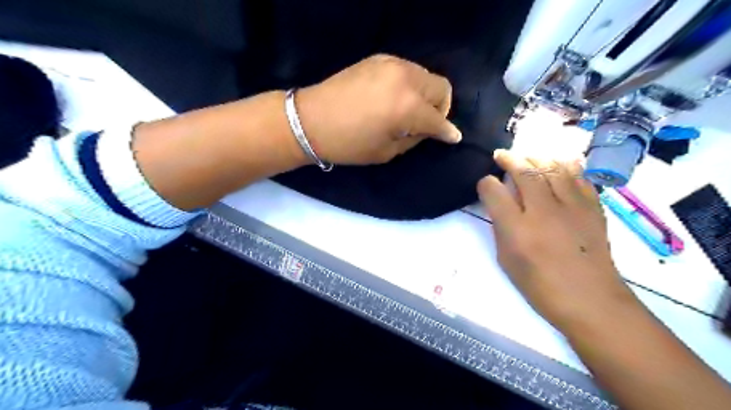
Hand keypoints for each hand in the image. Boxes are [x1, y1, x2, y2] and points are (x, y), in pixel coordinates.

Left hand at [293, 53, 458, 164]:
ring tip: (407, 110)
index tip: (452, 137)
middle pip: (441, 88)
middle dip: (440, 108)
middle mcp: (405, 80)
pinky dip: (409, 84)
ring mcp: (392, 64)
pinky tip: (394, 97)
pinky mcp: (379, 58)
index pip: (439, 119)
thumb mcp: (386, 151)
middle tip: (425, 123)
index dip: (448, 131)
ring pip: (425, 75)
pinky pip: (407, 70)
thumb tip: (431, 130)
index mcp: (407, 108)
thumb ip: (415, 138)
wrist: (311, 120)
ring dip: (425, 94)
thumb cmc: (349, 144)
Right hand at [478, 149, 637, 329]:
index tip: (485, 183)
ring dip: (536, 157)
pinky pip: (579, 176)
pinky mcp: (592, 208)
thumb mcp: (507, 260)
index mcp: (517, 229)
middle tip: (501, 155)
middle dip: (509, 159)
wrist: (591, 300)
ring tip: (527, 156)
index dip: (486, 183)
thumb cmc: (541, 286)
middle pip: (524, 172)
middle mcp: (543, 211)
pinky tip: (559, 162)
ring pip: (553, 167)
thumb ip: (501, 228)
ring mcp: (571, 207)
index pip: (494, 192)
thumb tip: (501, 206)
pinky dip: (566, 165)